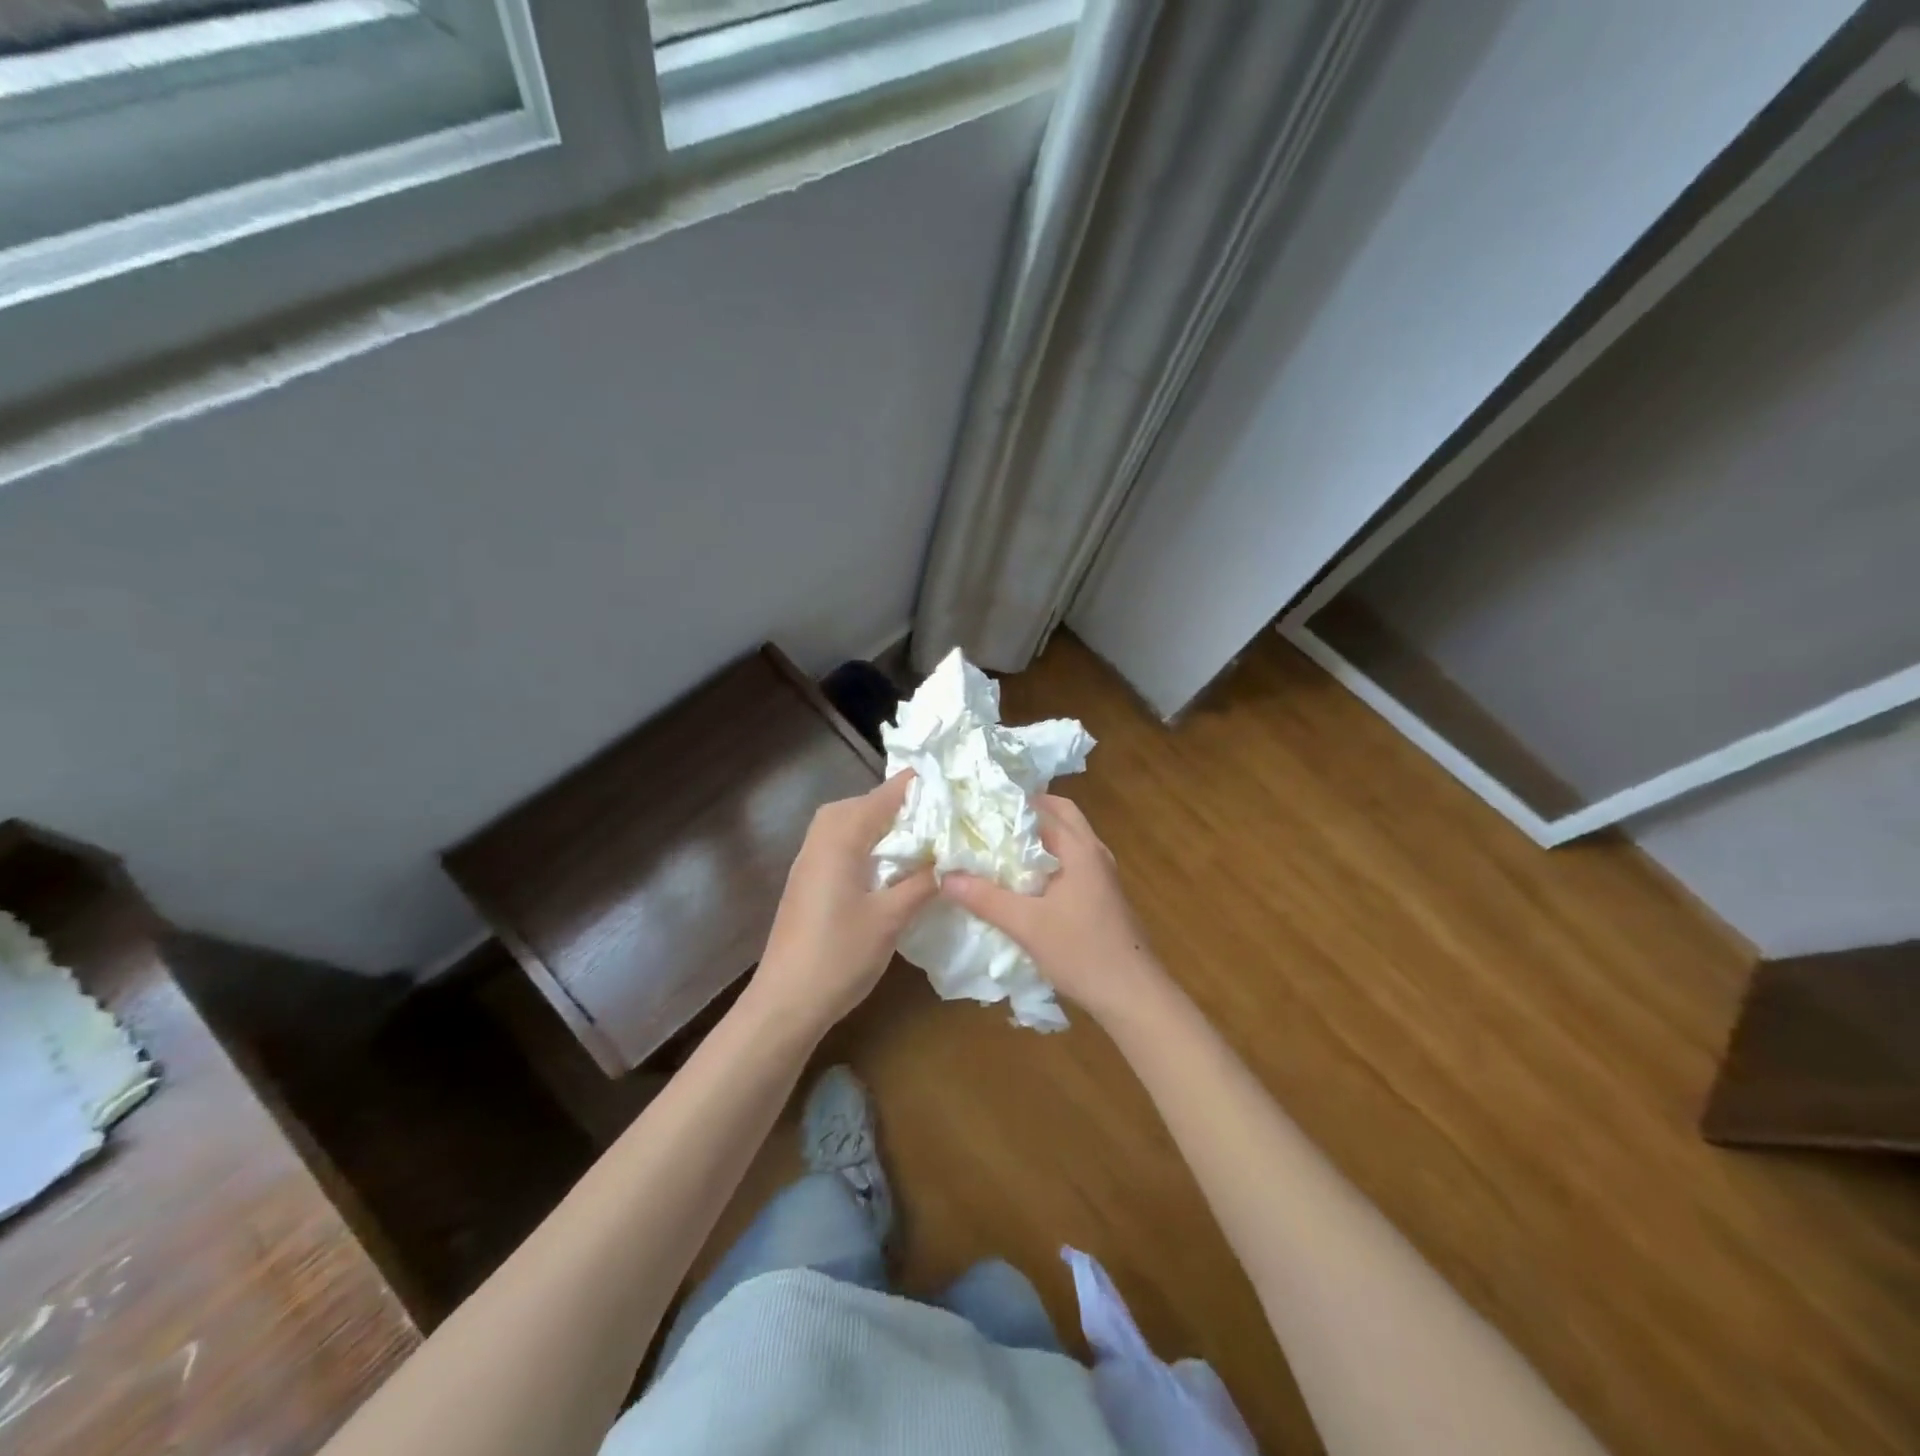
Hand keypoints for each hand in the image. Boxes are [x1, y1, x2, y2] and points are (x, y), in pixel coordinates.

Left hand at [749, 771, 936, 1035]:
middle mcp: (822, 837)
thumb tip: (952, 858)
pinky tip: (891, 866)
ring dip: (885, 825)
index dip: (920, 787)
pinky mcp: (809, 880)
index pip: (886, 794)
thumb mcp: (891, 918)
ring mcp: (811, 859)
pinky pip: (842, 844)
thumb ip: (922, 882)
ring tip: (923, 839)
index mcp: (841, 837)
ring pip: (852, 823)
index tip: (957, 790)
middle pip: (865, 803)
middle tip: (943, 817)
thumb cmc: (839, 956)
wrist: (785, 1002)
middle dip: (903, 804)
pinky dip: (869, 844)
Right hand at [939, 794, 1168, 1024]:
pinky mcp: (1103, 896)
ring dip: (1039, 837)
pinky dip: (1049, 859)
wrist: (1132, 994)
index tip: (978, 807)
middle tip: (990, 822)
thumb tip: (944, 877)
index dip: (1011, 804)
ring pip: (1068, 840)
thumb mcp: (1026, 925)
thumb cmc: (1082, 952)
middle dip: (1028, 814)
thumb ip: (985, 899)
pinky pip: (1072, 862)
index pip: (1044, 808)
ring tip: (1001, 847)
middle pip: (1061, 816)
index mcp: (1080, 849)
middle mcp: (1095, 853)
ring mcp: (1102, 875)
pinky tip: (1025, 881)